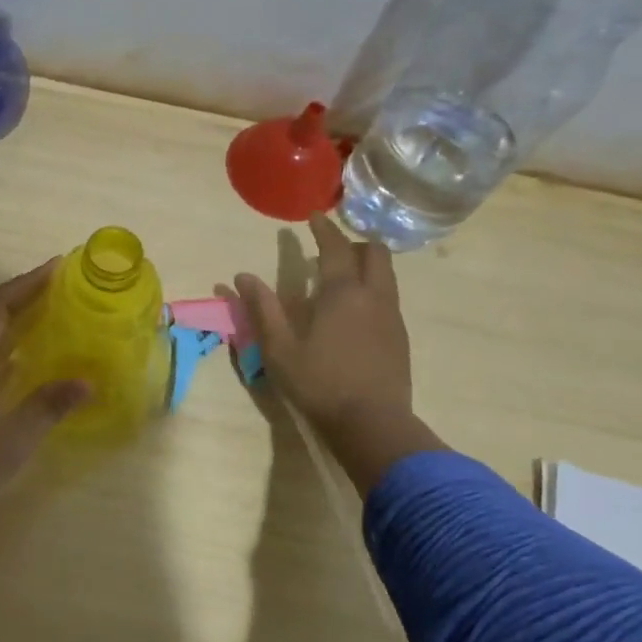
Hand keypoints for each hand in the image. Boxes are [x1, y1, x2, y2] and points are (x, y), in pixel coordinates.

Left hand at [0, 261, 88, 601]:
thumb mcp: (13, 438)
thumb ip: (49, 405)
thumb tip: (87, 382)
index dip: (26, 283)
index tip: (57, 268)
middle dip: (24, 299)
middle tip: (62, 291)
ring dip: (15, 326)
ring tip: (52, 320)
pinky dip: (7, 356)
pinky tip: (28, 367)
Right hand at [231, 215, 444, 492]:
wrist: (372, 423)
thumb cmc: (319, 383)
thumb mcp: (279, 348)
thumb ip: (262, 309)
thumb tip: (241, 277)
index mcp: (342, 293)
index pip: (335, 248)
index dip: (324, 229)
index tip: (313, 217)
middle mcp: (373, 296)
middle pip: (375, 253)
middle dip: (354, 242)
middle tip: (331, 249)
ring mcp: (392, 316)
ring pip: (387, 274)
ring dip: (366, 265)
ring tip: (342, 277)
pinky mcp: (401, 337)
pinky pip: (389, 297)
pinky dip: (373, 288)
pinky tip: (356, 312)